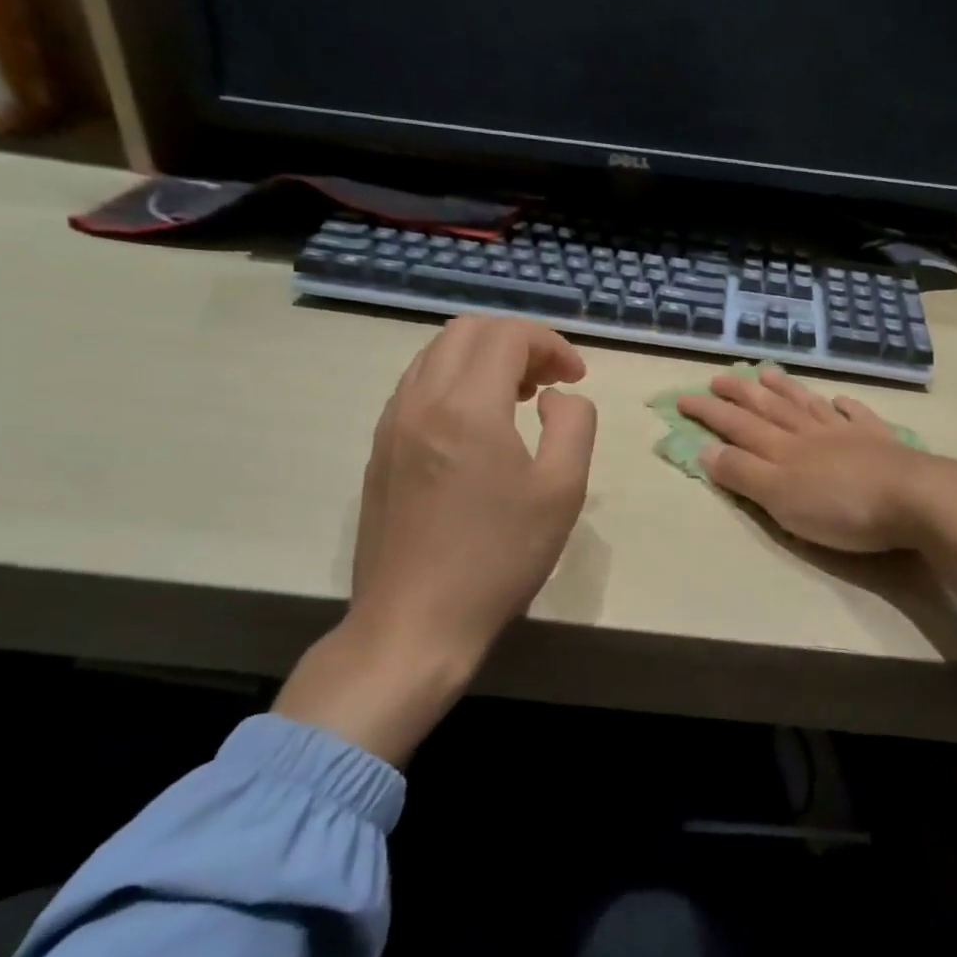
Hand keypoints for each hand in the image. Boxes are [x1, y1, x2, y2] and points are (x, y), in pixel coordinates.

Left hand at [275, 317, 596, 762]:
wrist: (414, 624)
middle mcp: (420, 401)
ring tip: (519, 399)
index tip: (577, 378)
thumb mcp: (562, 491)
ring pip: (436, 354)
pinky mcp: (379, 449)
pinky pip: (417, 386)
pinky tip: (479, 425)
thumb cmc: (499, 558)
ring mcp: (392, 424)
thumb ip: (573, 424)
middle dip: (517, 342)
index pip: (508, 336)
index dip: (551, 344)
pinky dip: (455, 381)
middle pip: (466, 331)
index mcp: (467, 407)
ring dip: (483, 359)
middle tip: (550, 381)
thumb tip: (554, 397)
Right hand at [676, 366, 956, 595]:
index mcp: (783, 450)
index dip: (709, 413)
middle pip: (770, 409)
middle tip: (719, 376)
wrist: (915, 499)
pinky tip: (840, 400)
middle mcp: (811, 434)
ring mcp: (848, 434)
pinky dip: (845, 406)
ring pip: (809, 405)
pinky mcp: (880, 442)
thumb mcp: (780, 499)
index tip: (683, 397)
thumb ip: (743, 474)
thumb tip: (706, 449)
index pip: (737, 426)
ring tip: (767, 372)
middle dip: (740, 394)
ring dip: (786, 390)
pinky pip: (857, 416)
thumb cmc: (841, 508)